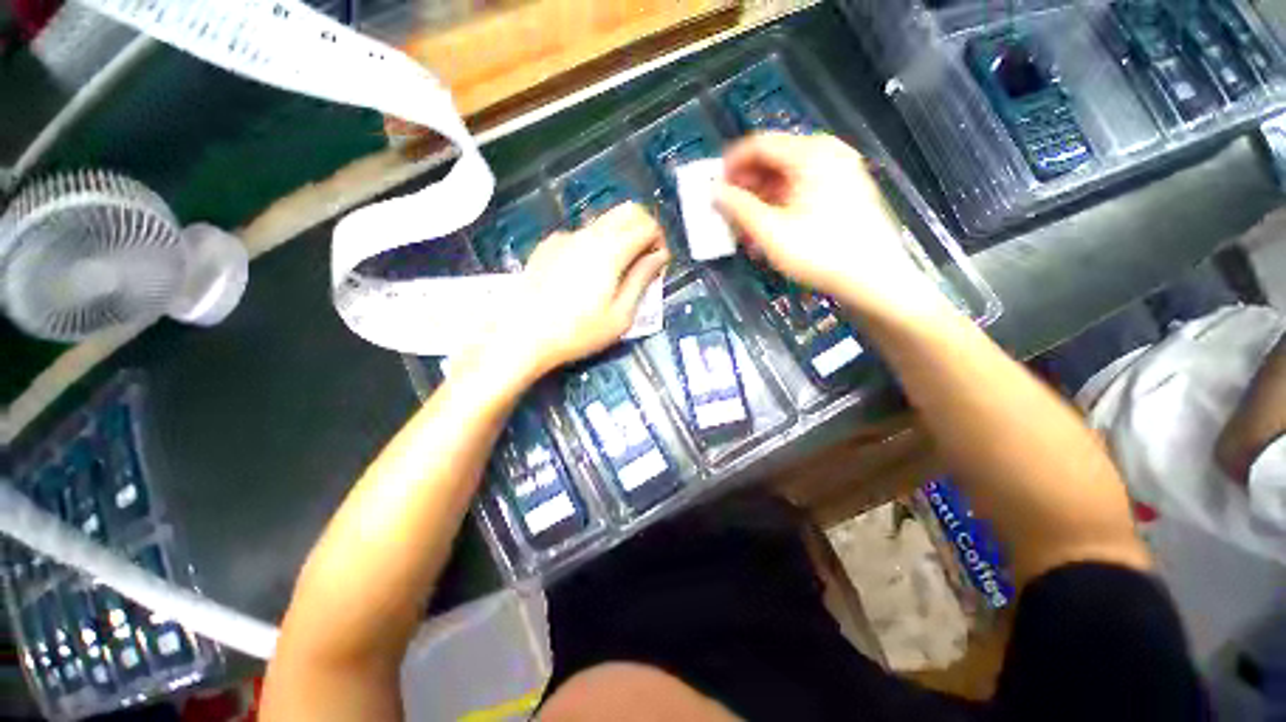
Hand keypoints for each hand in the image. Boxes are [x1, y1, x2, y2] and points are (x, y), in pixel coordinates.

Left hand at [478, 203, 668, 378]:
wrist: (523, 335)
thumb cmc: (578, 332)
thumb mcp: (620, 315)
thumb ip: (642, 280)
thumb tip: (659, 256)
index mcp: (610, 250)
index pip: (647, 224)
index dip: (659, 241)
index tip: (657, 265)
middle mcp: (589, 234)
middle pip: (627, 211)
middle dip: (643, 230)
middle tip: (643, 262)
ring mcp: (566, 237)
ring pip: (604, 221)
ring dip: (620, 238)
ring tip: (616, 273)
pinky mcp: (549, 245)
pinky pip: (582, 234)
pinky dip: (596, 245)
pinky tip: (585, 276)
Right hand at [714, 133, 945, 319]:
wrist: (874, 278)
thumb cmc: (820, 252)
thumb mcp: (771, 232)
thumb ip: (738, 208)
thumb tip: (714, 192)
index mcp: (811, 154)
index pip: (760, 144)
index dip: (731, 164)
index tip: (714, 187)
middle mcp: (827, 154)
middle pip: (774, 159)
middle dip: (746, 185)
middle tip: (727, 210)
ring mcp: (839, 172)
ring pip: (787, 177)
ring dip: (761, 199)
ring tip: (745, 226)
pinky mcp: (843, 192)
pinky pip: (802, 189)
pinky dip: (780, 205)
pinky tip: (769, 228)